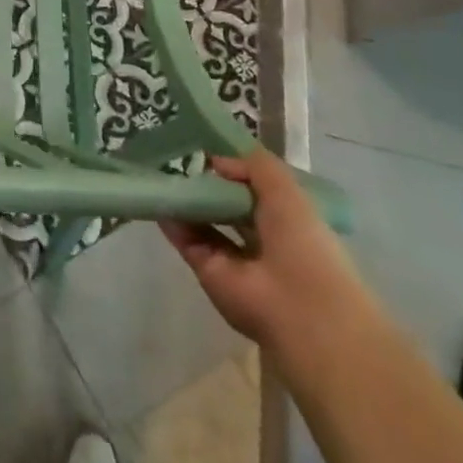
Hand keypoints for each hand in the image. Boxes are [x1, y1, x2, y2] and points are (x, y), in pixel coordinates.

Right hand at [161, 147, 373, 355]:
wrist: (298, 308)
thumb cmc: (303, 244)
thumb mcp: (287, 191)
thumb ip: (255, 167)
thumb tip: (216, 161)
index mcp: (291, 224)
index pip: (260, 194)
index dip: (238, 174)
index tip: (213, 153)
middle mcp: (263, 242)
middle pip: (229, 208)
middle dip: (209, 188)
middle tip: (181, 162)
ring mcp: (234, 259)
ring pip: (205, 224)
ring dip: (188, 202)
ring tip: (164, 174)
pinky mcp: (209, 272)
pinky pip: (187, 240)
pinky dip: (172, 222)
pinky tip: (159, 197)